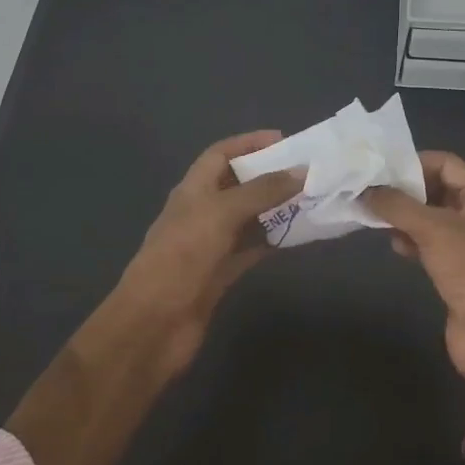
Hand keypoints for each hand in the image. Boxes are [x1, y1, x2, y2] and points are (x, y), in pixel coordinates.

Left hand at [116, 131, 301, 359]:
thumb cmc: (182, 256)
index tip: (284, 140)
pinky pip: (251, 248)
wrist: (154, 324)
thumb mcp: (222, 213)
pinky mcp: (221, 274)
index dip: (249, 143)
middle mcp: (201, 212)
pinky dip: (272, 239)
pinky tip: (298, 235)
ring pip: (248, 217)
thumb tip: (301, 171)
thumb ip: (262, 191)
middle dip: (268, 175)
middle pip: (237, 184)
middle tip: (307, 171)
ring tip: (310, 199)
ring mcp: (211, 244)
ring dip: (275, 208)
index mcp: (192, 190)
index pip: (220, 154)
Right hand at [364, 152, 464, 393]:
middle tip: (372, 192)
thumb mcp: (433, 229)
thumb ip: (397, 206)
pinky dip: (412, 240)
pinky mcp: (456, 269)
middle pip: (437, 189)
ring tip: (377, 218)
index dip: (415, 162)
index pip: (446, 163)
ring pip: (430, 218)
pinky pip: (430, 244)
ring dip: (405, 217)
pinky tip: (395, 246)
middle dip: (406, 191)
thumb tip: (366, 190)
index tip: (382, 170)